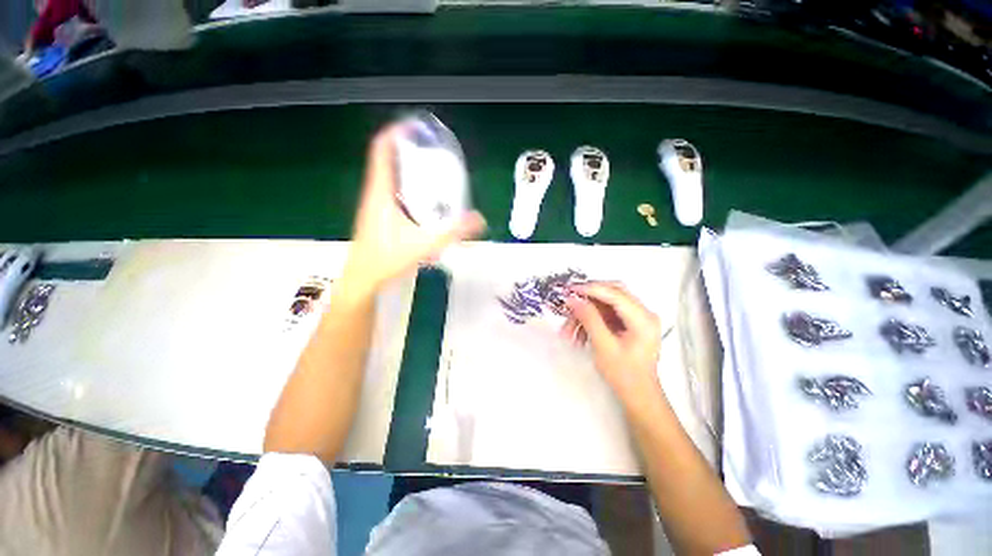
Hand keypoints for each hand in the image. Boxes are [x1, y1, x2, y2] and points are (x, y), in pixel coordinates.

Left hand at [342, 125, 485, 294]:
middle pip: (387, 159)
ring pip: (388, 175)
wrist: (364, 278)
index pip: (381, 150)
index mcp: (381, 192)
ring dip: (406, 166)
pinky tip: (422, 197)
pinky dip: (405, 184)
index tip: (415, 126)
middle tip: (431, 149)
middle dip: (407, 148)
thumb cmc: (387, 258)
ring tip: (430, 167)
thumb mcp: (425, 244)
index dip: (395, 133)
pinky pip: (391, 190)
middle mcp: (375, 193)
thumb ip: (454, 232)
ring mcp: (374, 204)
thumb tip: (479, 219)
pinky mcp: (378, 215)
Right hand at [561, 282, 663, 407]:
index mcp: (643, 319)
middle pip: (611, 293)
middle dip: (587, 299)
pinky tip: (579, 334)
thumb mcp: (603, 346)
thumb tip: (574, 300)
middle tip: (569, 302)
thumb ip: (589, 319)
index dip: (591, 289)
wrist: (637, 394)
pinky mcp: (628, 323)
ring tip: (569, 330)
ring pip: (604, 304)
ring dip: (585, 314)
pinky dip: (590, 321)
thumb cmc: (625, 375)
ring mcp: (636, 317)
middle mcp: (643, 314)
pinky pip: (605, 314)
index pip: (615, 293)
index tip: (570, 290)